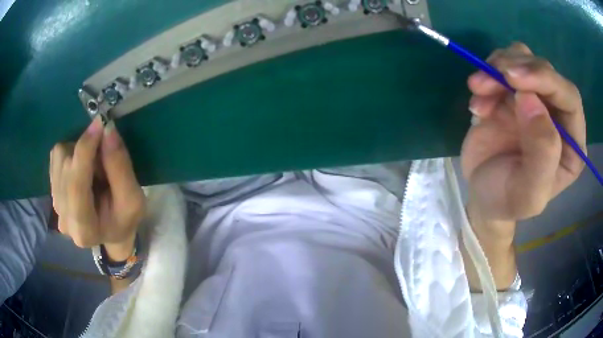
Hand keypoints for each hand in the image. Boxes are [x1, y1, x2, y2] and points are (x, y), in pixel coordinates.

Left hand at [50, 117, 144, 259]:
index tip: (100, 123)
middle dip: (87, 152)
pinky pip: (56, 156)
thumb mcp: (133, 200)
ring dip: (79, 152)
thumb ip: (120, 168)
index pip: (76, 186)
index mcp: (84, 230)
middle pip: (66, 167)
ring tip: (94, 168)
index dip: (85, 151)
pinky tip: (82, 168)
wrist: (109, 232)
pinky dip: (71, 153)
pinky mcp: (52, 190)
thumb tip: (107, 129)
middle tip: (105, 157)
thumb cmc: (124, 220)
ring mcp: (54, 204)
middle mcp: (63, 218)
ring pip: (60, 157)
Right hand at [461, 42, 585, 224]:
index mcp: (572, 144)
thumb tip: (531, 100)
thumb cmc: (506, 200)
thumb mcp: (527, 194)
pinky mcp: (514, 92)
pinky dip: (487, 74)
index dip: (546, 81)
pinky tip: (478, 100)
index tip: (514, 81)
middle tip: (486, 81)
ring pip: (524, 58)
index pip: (570, 98)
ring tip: (478, 90)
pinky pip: (504, 65)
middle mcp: (559, 116)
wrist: (482, 194)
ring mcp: (536, 100)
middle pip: (546, 71)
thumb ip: (542, 155)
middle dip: (517, 68)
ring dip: (498, 67)